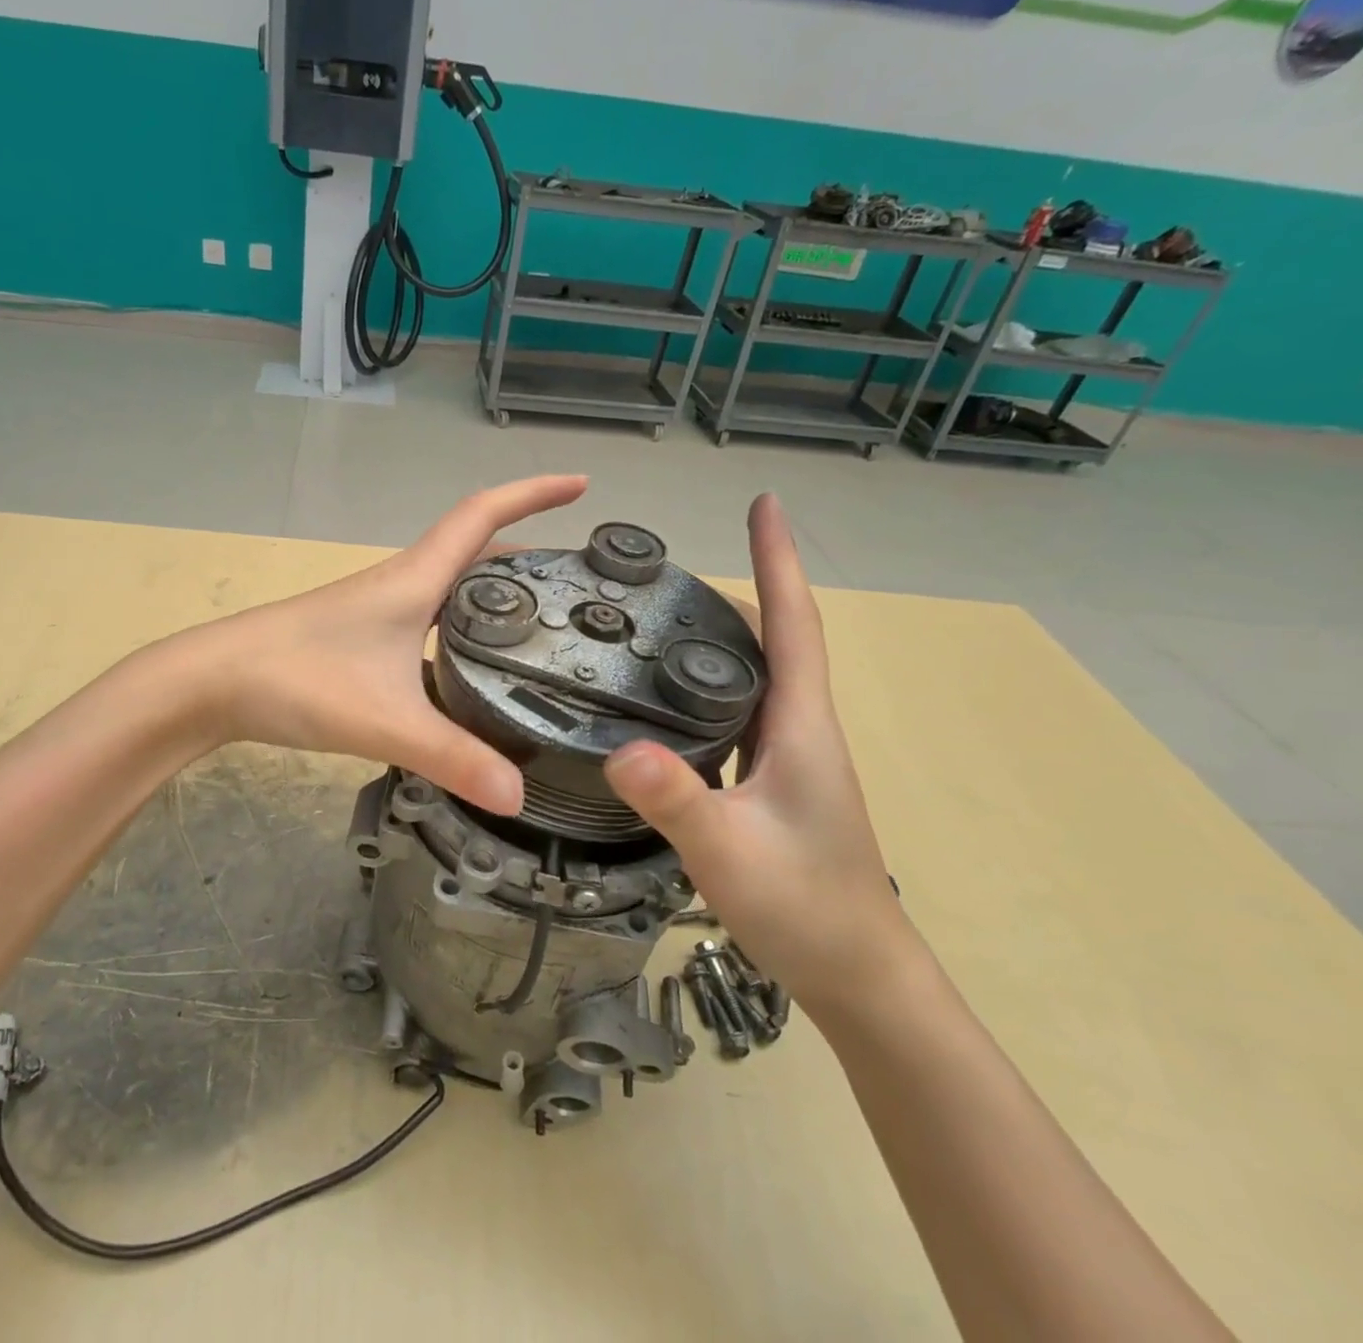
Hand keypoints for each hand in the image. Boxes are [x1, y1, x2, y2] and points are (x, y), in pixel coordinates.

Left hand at [198, 476, 588, 814]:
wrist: (213, 682)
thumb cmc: (298, 679)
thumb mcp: (386, 720)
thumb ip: (453, 758)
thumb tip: (518, 796)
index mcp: (415, 580)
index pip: (483, 516)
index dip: (534, 493)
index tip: (582, 484)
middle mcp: (402, 584)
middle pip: (475, 549)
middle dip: (530, 550)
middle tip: (579, 579)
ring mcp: (379, 610)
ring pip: (452, 585)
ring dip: (496, 588)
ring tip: (544, 621)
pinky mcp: (363, 637)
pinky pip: (431, 617)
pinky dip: (464, 624)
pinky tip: (474, 663)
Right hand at [604, 494, 920, 1010]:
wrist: (857, 974)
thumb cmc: (805, 907)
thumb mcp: (730, 853)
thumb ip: (677, 801)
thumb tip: (620, 748)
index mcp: (799, 726)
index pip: (794, 624)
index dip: (779, 559)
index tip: (766, 503)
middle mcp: (797, 728)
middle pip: (773, 639)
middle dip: (739, 587)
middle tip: (671, 567)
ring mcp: (786, 757)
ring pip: (755, 676)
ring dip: (722, 636)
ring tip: (660, 616)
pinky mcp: (770, 782)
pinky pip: (737, 713)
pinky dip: (707, 686)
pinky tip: (666, 698)